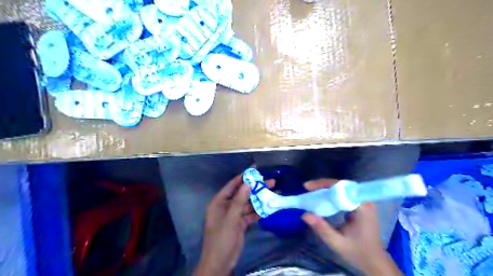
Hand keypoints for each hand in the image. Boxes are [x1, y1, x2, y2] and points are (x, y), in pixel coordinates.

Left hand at [193, 172, 276, 275]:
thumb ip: (239, 200)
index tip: (254, 169)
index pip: (232, 185)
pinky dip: (260, 211)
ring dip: (260, 199)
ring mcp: (234, 215)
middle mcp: (227, 206)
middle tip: (271, 181)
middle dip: (256, 188)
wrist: (220, 262)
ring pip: (249, 204)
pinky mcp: (240, 224)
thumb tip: (248, 183)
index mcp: (219, 202)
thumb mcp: (231, 218)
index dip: (243, 176)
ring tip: (274, 192)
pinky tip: (271, 207)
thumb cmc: (221, 238)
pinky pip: (251, 214)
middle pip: (243, 194)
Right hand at [302, 179, 401, 275]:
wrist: (375, 262)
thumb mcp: (337, 243)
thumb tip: (304, 215)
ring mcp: (363, 202)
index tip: (308, 187)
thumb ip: (322, 228)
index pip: (341, 188)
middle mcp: (364, 201)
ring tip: (311, 191)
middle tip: (307, 188)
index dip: (324, 184)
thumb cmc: (358, 253)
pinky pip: (344, 194)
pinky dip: (331, 194)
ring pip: (342, 188)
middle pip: (341, 185)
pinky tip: (322, 197)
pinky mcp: (360, 205)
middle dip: (323, 185)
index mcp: (362, 207)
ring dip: (326, 188)